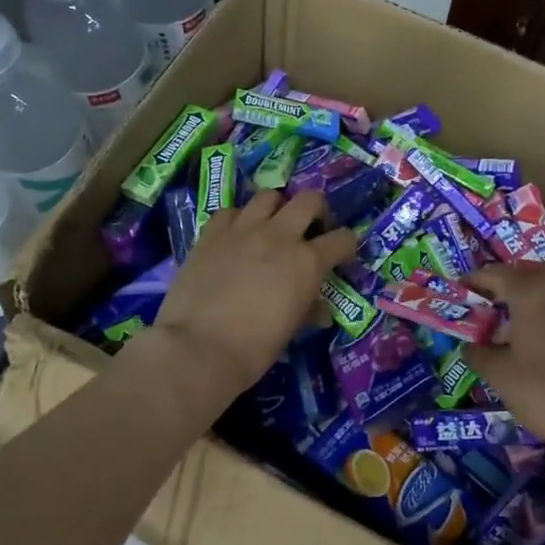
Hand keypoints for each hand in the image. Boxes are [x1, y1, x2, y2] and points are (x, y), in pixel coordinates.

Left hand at [145, 189, 357, 398]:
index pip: (343, 239)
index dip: (346, 246)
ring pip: (269, 196)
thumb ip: (308, 309)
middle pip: (309, 199)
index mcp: (307, 262)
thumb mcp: (291, 330)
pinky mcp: (211, 232)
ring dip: (276, 209)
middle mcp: (279, 235)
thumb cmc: (254, 348)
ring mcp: (243, 229)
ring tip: (270, 228)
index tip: (341, 256)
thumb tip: (319, 309)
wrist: (199, 347)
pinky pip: (231, 211)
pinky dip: (239, 220)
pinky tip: (235, 237)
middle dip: (317, 212)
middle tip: (310, 231)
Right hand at [465, 264, 544, 446]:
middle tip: (488, 300)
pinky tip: (538, 330)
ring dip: (532, 289)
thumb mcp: (499, 374)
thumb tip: (470, 345)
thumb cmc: (543, 391)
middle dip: (506, 280)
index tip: (459, 291)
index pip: (496, 274)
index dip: (474, 281)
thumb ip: (478, 353)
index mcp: (531, 292)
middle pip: (528, 271)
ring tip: (513, 313)